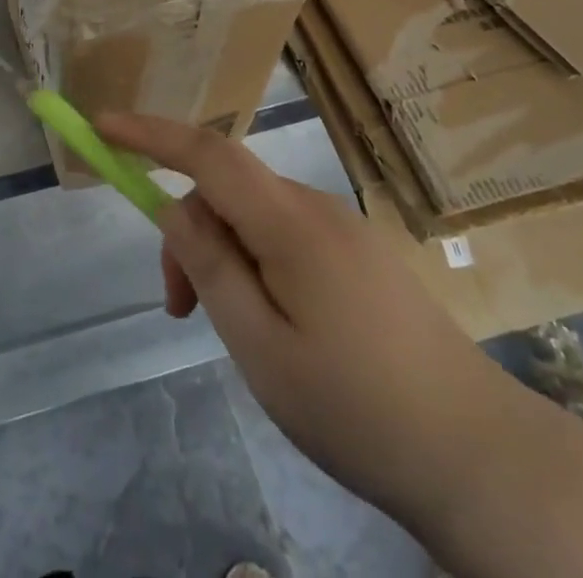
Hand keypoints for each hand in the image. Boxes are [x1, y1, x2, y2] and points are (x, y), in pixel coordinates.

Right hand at [98, 112, 517, 522]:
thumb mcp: (261, 346)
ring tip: (229, 331)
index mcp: (290, 221)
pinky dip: (255, 262)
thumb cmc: (356, 406)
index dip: (149, 132)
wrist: (481, 456)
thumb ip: (210, 266)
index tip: (101, 125)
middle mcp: (316, 207)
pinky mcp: (359, 255)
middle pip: (227, 189)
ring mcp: (343, 229)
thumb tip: (174, 209)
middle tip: (179, 308)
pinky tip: (274, 326)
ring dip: (222, 255)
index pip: (207, 152)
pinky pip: (285, 235)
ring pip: (254, 215)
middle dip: (188, 233)